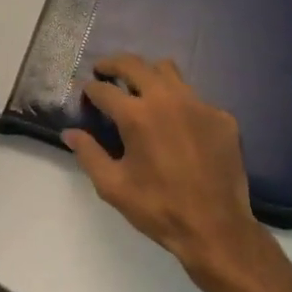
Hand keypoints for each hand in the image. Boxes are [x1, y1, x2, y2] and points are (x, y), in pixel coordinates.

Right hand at [63, 55, 267, 281]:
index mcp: (137, 116)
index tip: (85, 92)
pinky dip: (178, 102)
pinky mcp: (221, 115)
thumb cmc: (158, 208)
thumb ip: (88, 154)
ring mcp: (198, 103)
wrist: (216, 228)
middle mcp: (167, 99)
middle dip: (113, 64)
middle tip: (103, 71)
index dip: (90, 89)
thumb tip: (70, 133)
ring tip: (140, 88)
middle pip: (134, 64)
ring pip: (168, 71)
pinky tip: (176, 124)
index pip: (104, 89)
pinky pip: (194, 97)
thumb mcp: (113, 186)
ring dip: (148, 74)